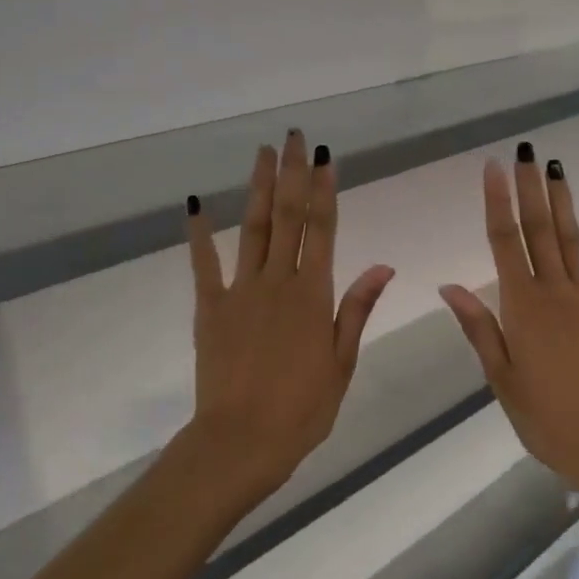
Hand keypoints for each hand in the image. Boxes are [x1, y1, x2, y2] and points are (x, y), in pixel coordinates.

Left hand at [185, 131, 393, 499]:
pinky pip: (203, 265)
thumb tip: (383, 265)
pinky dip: (198, 235)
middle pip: (287, 217)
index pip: (323, 230)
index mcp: (314, 295)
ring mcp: (240, 291)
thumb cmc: (302, 409)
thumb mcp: (342, 362)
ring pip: (252, 229)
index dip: (324, 190)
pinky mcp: (210, 308)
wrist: (241, 442)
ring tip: (262, 153)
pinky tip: (194, 205)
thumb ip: (357, 308)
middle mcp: (278, 282)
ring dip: (258, 188)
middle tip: (294, 137)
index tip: (325, 157)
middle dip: (292, 174)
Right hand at [440, 146, 578, 503]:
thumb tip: (450, 286)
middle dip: (531, 189)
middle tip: (527, 152)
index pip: (504, 241)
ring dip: (564, 203)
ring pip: (573, 240)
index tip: (493, 167)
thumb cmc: (543, 416)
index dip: (497, 201)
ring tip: (558, 168)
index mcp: (522, 306)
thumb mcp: (501, 376)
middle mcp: (555, 292)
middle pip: (539, 230)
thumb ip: (479, 327)